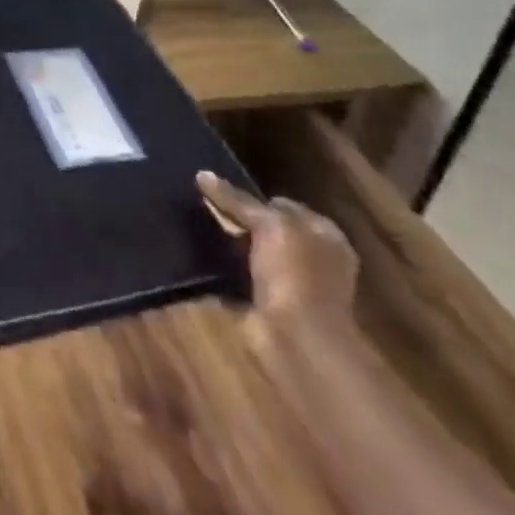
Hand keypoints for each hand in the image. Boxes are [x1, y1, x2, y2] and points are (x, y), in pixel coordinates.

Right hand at [196, 170, 358, 338]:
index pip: (281, 204)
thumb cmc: (295, 275)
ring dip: (226, 246)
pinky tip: (196, 260)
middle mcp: (311, 257)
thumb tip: (203, 174)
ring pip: (250, 253)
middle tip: (201, 209)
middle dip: (237, 221)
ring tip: (191, 230)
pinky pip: (238, 279)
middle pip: (266, 229)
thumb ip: (238, 200)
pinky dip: (220, 273)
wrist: (298, 340)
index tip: (217, 192)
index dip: (251, 196)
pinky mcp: (268, 304)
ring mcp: (292, 283)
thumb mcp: (269, 226)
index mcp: (323, 235)